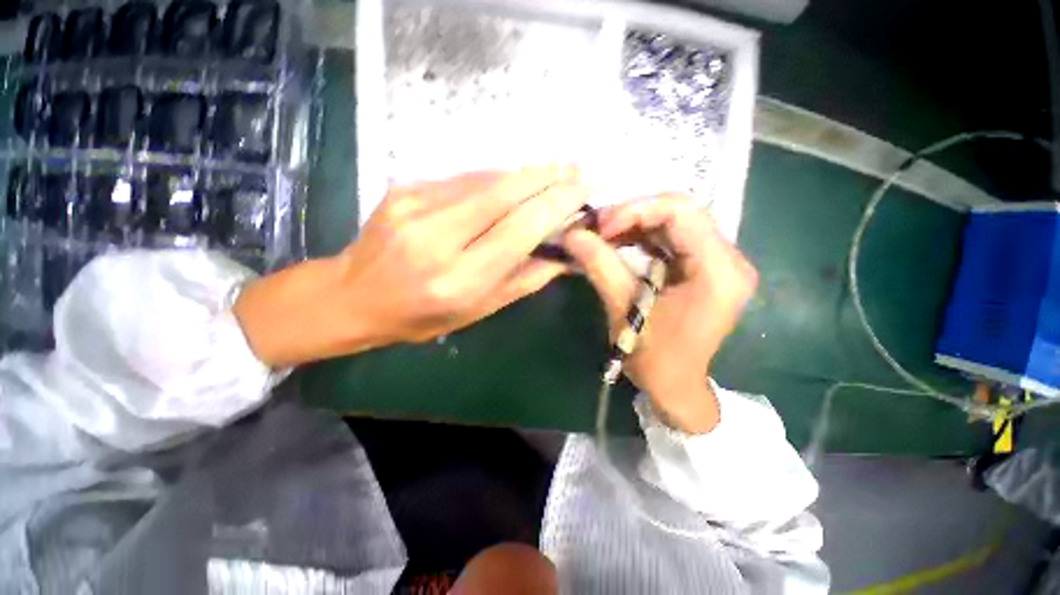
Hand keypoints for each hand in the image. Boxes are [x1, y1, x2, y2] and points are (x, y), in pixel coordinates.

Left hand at [235, 166, 587, 365]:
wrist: (355, 296)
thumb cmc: (422, 316)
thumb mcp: (479, 310)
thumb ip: (524, 280)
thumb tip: (564, 255)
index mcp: (460, 279)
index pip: (519, 230)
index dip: (555, 205)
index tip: (583, 189)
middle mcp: (437, 238)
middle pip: (503, 194)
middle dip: (545, 178)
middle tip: (575, 170)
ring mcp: (415, 207)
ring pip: (484, 180)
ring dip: (523, 175)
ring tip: (552, 172)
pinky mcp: (403, 189)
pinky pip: (461, 179)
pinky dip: (493, 179)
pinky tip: (511, 183)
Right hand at [561, 194, 756, 432]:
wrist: (676, 386)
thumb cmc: (655, 358)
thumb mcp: (624, 309)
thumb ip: (599, 265)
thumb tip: (570, 235)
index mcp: (718, 270)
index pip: (681, 212)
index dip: (635, 210)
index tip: (599, 227)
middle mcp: (728, 258)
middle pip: (680, 210)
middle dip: (632, 214)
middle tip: (597, 229)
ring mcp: (719, 261)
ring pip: (674, 220)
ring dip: (634, 224)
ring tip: (602, 235)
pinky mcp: (705, 267)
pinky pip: (672, 238)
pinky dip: (641, 236)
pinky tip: (618, 244)